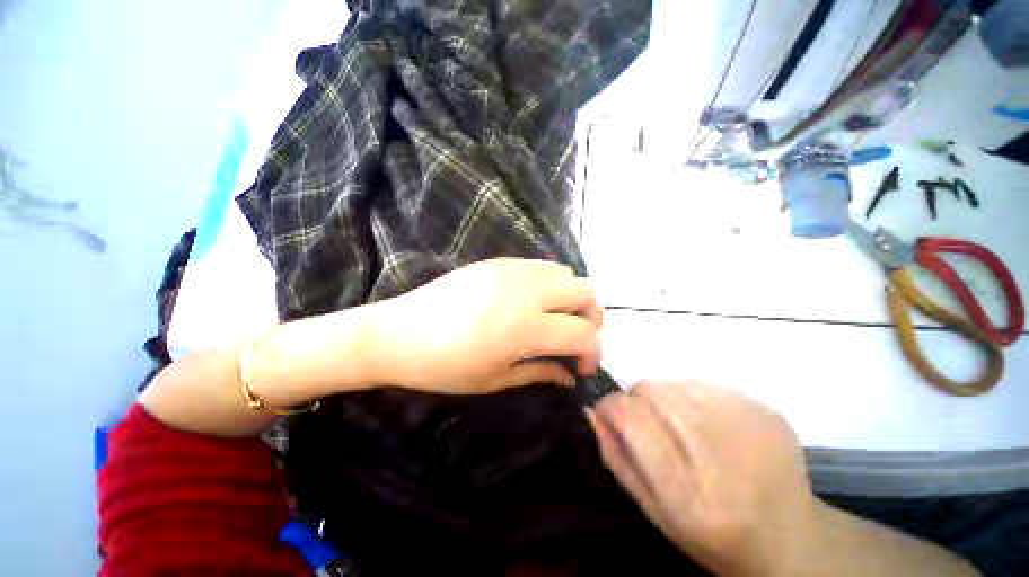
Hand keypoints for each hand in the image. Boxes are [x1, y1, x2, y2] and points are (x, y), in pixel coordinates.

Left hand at [367, 258, 603, 394]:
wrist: (400, 331)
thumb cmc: (445, 366)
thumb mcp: (496, 379)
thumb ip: (541, 373)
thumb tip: (570, 375)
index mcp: (527, 328)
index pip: (584, 334)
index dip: (593, 353)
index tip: (582, 368)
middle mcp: (528, 292)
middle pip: (587, 294)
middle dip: (592, 319)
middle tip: (575, 339)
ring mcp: (515, 271)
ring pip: (569, 275)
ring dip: (572, 299)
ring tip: (556, 319)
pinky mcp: (501, 262)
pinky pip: (543, 266)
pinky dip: (553, 284)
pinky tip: (534, 302)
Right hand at [588, 381, 816, 576]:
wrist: (790, 541)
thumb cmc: (711, 536)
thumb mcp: (653, 512)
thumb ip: (617, 458)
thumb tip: (592, 411)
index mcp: (689, 494)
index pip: (633, 420)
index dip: (611, 407)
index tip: (606, 413)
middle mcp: (721, 456)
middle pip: (654, 393)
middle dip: (635, 400)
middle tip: (643, 421)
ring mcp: (750, 428)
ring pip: (675, 383)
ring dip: (663, 398)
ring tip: (675, 424)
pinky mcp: (767, 413)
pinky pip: (705, 384)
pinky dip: (691, 396)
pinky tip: (704, 422)